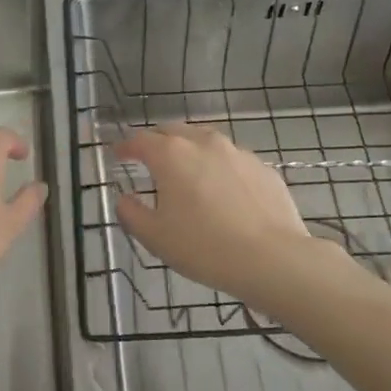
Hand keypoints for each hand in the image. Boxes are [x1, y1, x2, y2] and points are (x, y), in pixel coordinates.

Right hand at [114, 123, 310, 302]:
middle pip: (173, 131)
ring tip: (187, 171)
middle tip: (149, 158)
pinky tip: (223, 190)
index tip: (118, 154)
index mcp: (171, 155)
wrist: (272, 258)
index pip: (140, 140)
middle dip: (157, 141)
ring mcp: (237, 152)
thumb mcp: (155, 237)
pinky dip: (219, 167)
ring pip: (205, 141)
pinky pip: (232, 160)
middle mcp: (203, 143)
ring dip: (190, 150)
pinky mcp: (262, 168)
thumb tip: (125, 199)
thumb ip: (132, 214)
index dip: (126, 147)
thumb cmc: (205, 247)